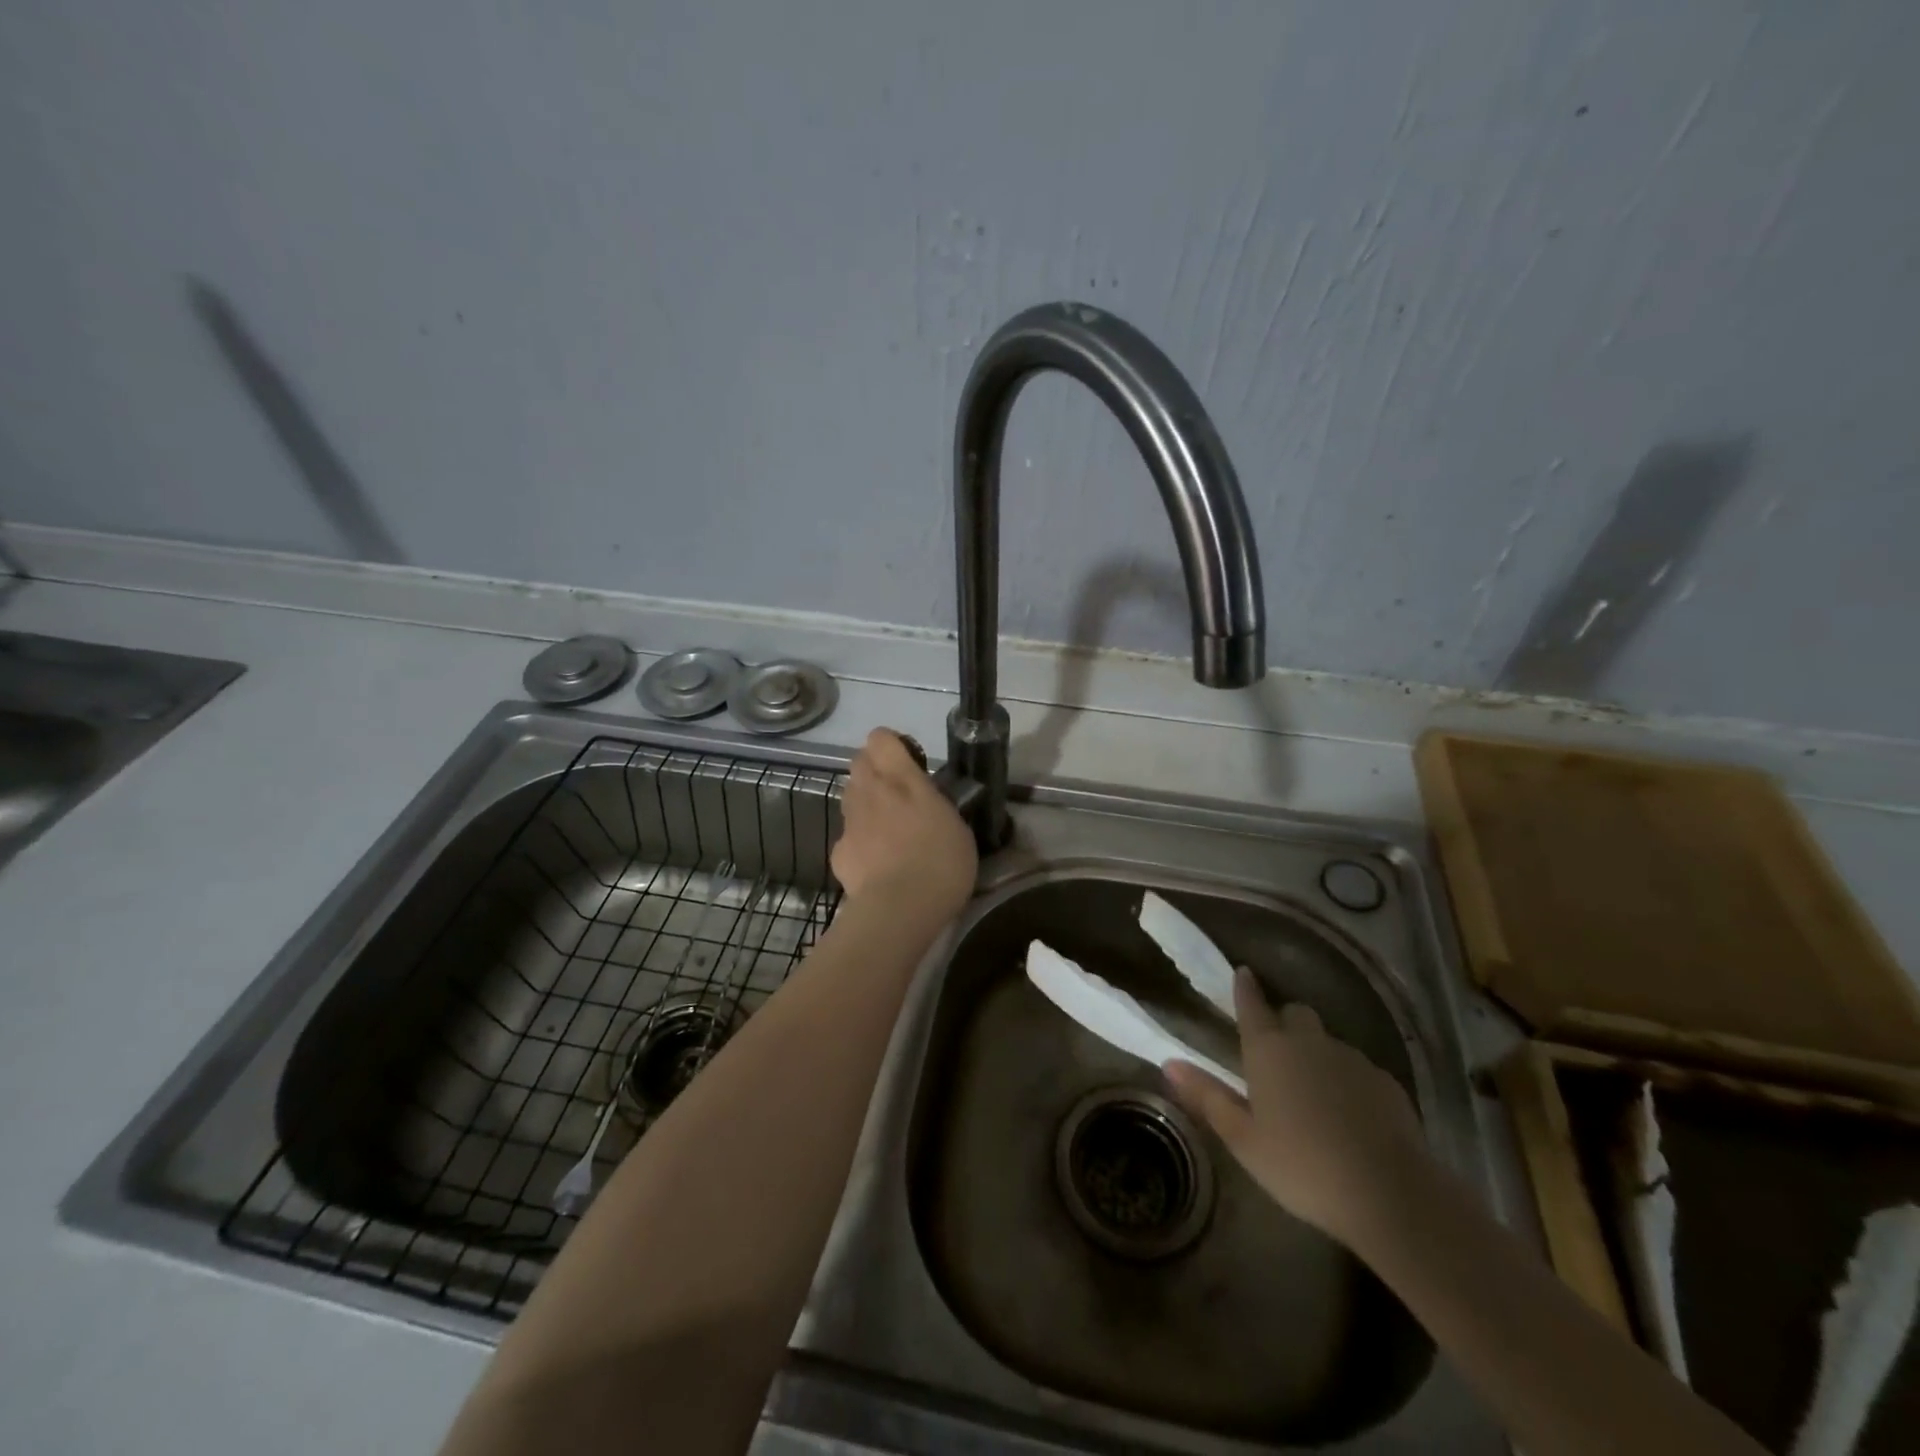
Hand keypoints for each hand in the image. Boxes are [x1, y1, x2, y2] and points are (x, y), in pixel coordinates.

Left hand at [830, 728, 977, 925]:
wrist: (900, 909)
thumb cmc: (941, 863)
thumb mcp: (957, 826)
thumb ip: (937, 805)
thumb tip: (928, 803)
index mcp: (901, 779)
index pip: (881, 738)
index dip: (891, 745)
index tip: (908, 761)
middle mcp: (870, 792)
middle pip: (859, 762)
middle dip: (874, 770)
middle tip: (898, 794)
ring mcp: (850, 822)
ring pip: (850, 796)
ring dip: (865, 803)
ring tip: (888, 829)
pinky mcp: (839, 852)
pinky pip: (848, 836)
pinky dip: (859, 843)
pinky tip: (876, 864)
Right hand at [1164, 967, 1426, 1246]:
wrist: (1390, 1194)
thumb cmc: (1302, 1166)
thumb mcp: (1243, 1139)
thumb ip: (1207, 1097)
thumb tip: (1169, 1063)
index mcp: (1268, 1049)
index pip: (1251, 1004)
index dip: (1244, 988)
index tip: (1243, 973)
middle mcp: (1309, 1041)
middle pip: (1295, 1014)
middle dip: (1284, 1023)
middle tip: (1276, 1055)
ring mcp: (1352, 1059)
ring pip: (1328, 1042)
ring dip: (1317, 1054)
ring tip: (1314, 1094)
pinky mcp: (1386, 1082)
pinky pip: (1359, 1069)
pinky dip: (1348, 1081)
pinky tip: (1350, 1116)